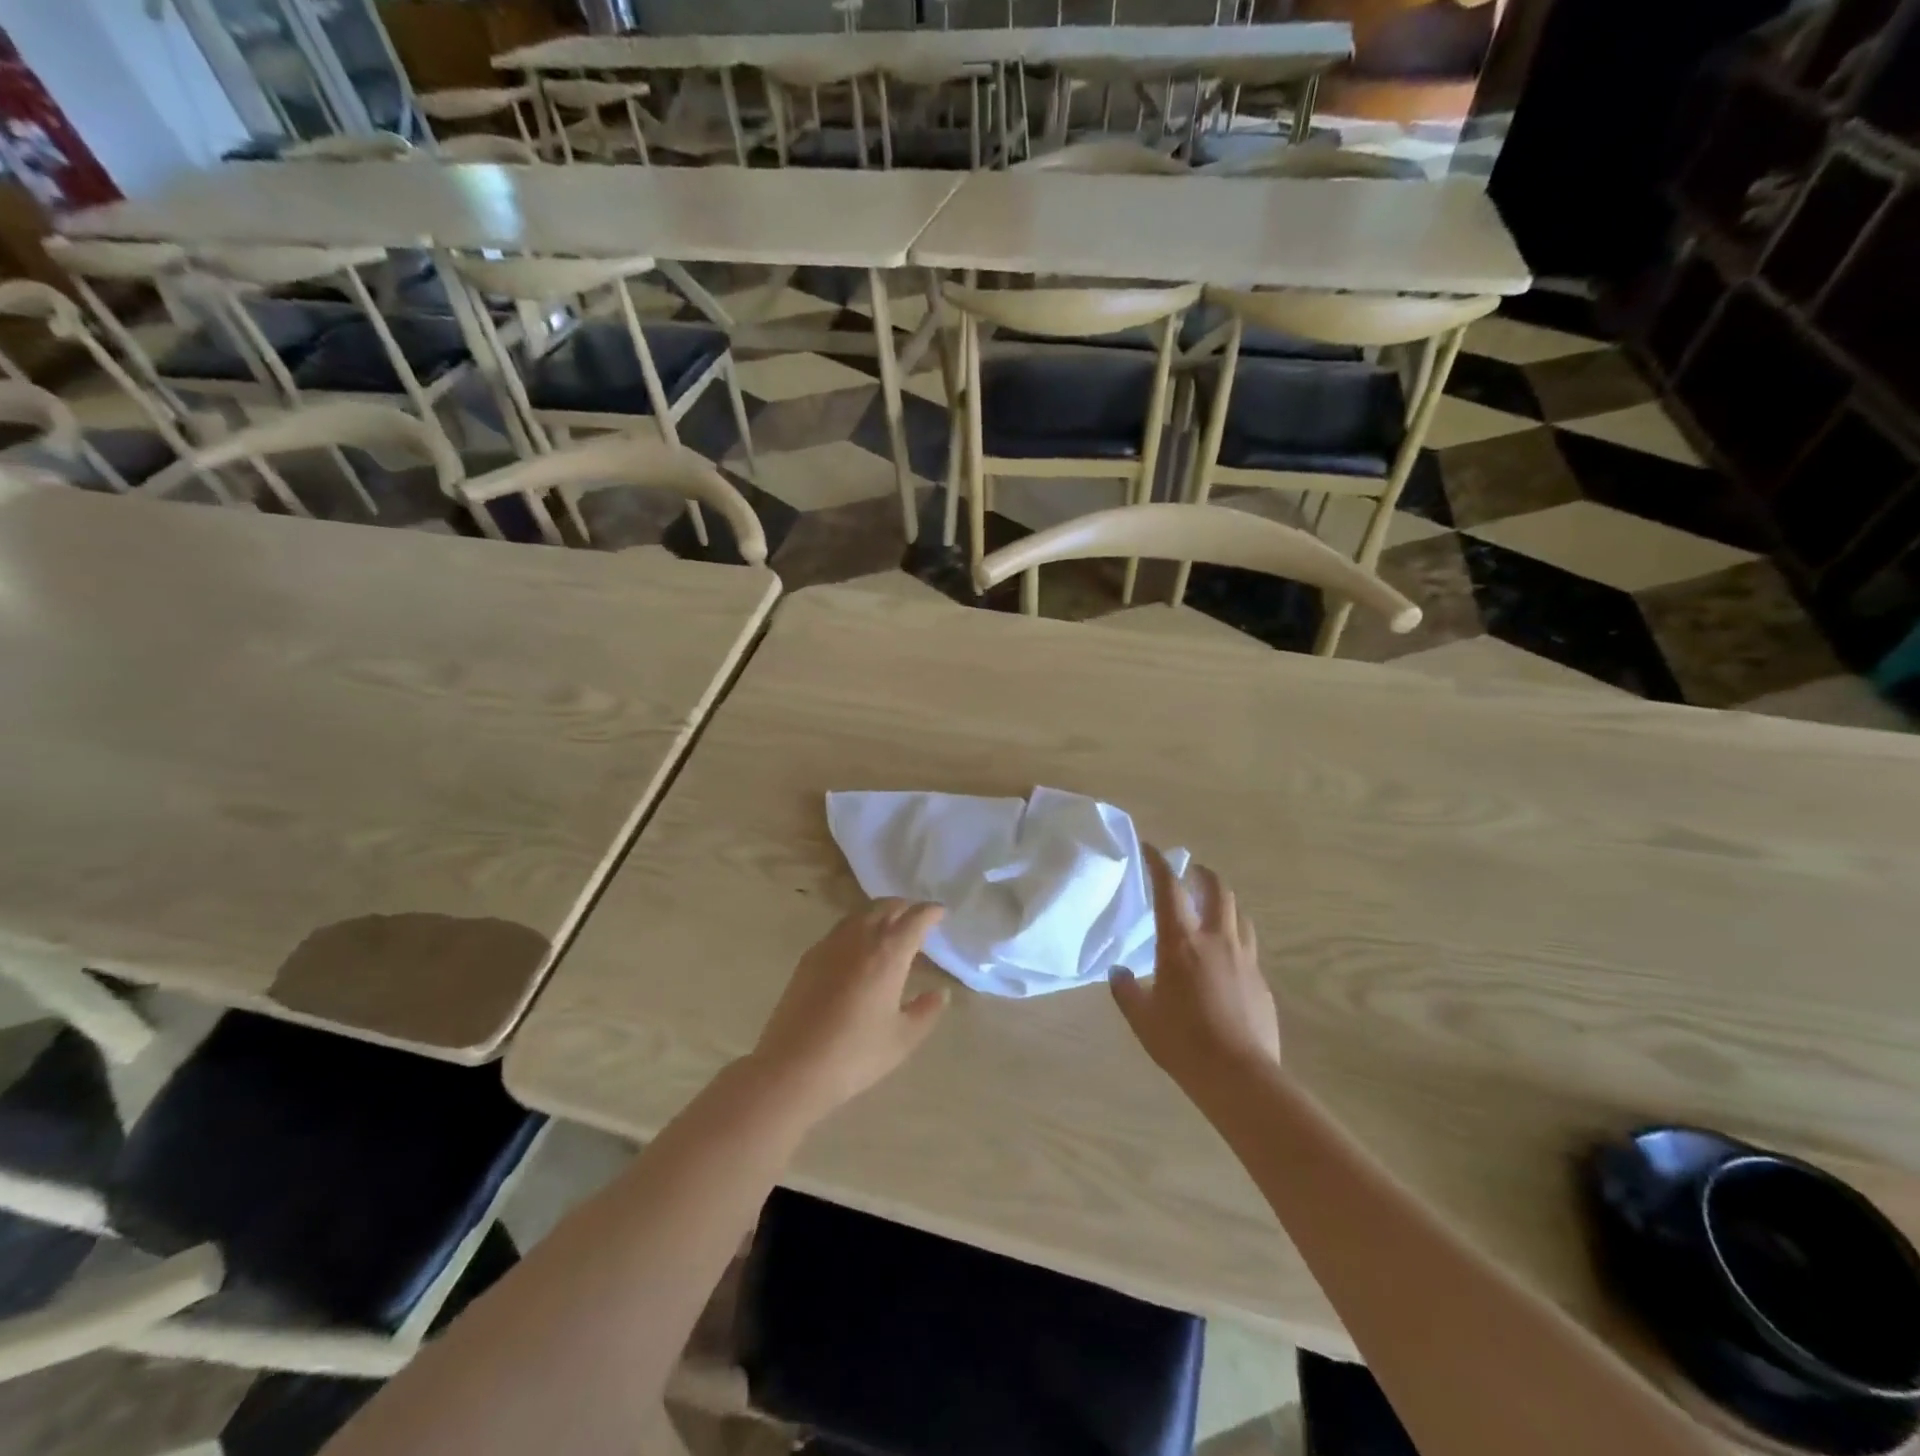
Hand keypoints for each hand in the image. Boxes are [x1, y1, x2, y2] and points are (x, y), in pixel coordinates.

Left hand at [749, 899, 949, 1121]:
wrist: (793, 1067)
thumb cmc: (855, 1054)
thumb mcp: (902, 1039)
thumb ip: (926, 1012)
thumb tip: (940, 993)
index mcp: (888, 954)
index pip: (914, 919)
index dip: (930, 912)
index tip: (940, 912)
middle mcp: (860, 939)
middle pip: (885, 908)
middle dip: (905, 907)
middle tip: (917, 917)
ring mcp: (830, 945)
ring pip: (860, 914)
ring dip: (880, 913)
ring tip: (890, 927)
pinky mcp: (809, 958)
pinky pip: (840, 929)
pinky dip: (857, 927)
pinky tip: (858, 947)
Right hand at [1111, 847, 1279, 1097]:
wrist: (1239, 1077)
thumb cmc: (1183, 1042)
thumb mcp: (1142, 1017)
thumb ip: (1126, 990)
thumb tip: (1118, 971)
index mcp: (1181, 943)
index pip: (1169, 888)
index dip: (1158, 863)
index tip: (1150, 847)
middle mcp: (1216, 941)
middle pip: (1217, 890)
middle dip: (1202, 874)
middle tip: (1190, 873)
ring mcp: (1245, 959)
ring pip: (1239, 915)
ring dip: (1224, 903)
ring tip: (1211, 909)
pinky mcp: (1261, 982)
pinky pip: (1249, 947)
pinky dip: (1235, 938)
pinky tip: (1225, 959)